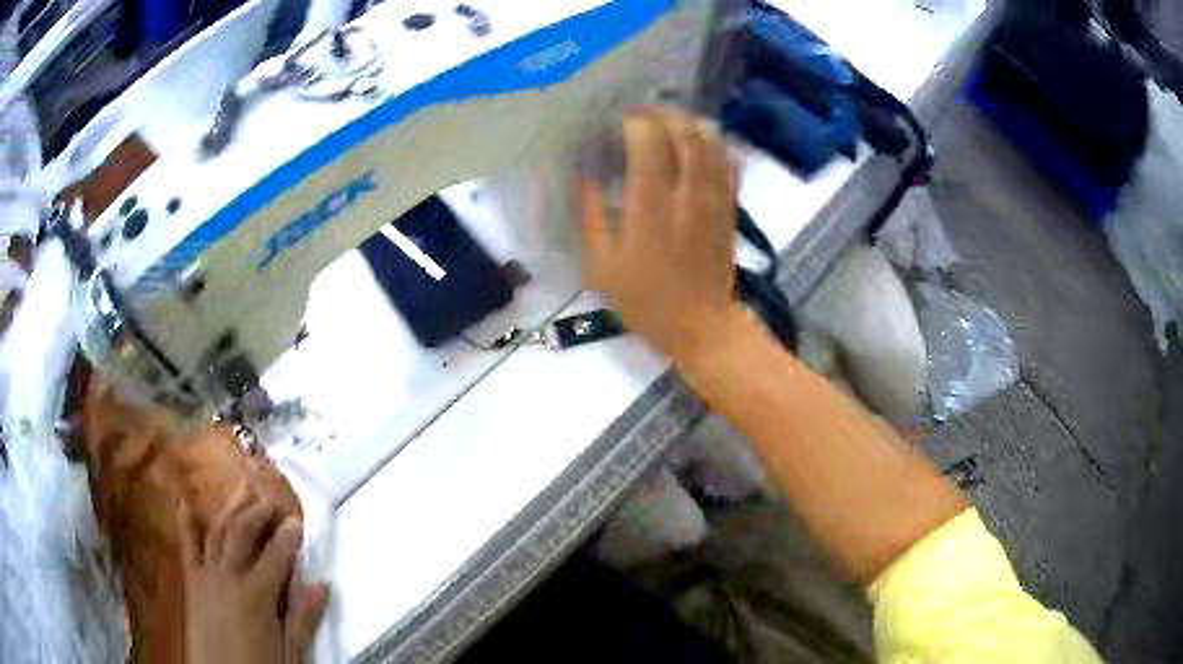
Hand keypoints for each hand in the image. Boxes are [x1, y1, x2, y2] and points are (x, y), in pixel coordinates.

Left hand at [181, 484, 327, 663]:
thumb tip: (322, 583)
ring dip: (231, 507)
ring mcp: (206, 574)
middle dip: (259, 512)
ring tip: (242, 486)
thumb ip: (302, 618)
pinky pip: (187, 546)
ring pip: (217, 531)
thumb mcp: (290, 653)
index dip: (289, 535)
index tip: (298, 519)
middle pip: (244, 533)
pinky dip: (186, 523)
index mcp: (256, 595)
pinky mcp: (191, 581)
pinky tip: (184, 501)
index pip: (276, 554)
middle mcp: (228, 575)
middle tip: (273, 498)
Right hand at [582, 106, 741, 362]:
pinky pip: (729, 161)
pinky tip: (696, 143)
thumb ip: (591, 216)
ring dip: (688, 121)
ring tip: (667, 122)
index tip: (617, 121)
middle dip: (662, 113)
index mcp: (651, 209)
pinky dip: (713, 142)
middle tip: (642, 114)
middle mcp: (688, 194)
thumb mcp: (601, 267)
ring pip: (711, 140)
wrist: (701, 326)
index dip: (633, 121)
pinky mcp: (730, 205)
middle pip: (684, 131)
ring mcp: (715, 198)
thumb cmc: (646, 301)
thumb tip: (585, 174)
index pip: (648, 141)